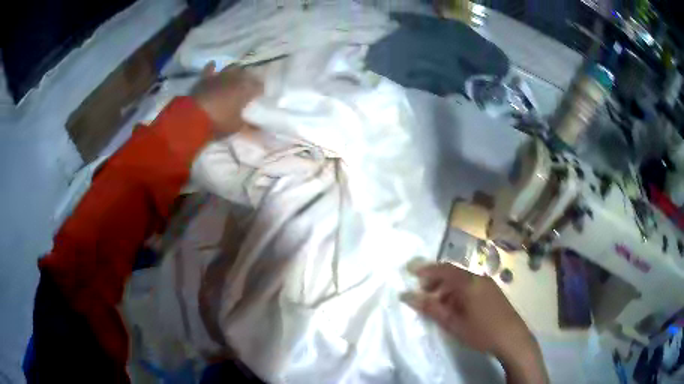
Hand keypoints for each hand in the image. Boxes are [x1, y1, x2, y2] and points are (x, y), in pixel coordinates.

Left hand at [191, 62, 262, 136]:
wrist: (193, 118)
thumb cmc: (219, 122)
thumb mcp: (236, 127)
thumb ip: (249, 127)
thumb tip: (260, 129)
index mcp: (246, 89)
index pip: (259, 86)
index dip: (261, 90)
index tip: (261, 95)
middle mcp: (236, 78)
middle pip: (247, 74)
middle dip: (249, 78)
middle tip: (249, 86)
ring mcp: (220, 76)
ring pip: (231, 68)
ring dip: (235, 71)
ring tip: (235, 77)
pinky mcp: (206, 78)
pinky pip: (210, 68)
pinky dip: (213, 67)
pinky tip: (214, 66)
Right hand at [402, 263, 547, 383]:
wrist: (512, 338)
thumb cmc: (481, 331)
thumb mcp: (453, 322)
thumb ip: (431, 308)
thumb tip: (407, 296)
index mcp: (469, 283)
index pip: (444, 269)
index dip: (426, 269)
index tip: (411, 272)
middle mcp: (479, 278)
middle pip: (453, 272)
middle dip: (436, 280)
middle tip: (422, 292)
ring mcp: (488, 284)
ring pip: (462, 280)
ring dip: (447, 287)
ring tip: (437, 303)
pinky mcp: (493, 291)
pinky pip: (471, 285)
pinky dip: (458, 291)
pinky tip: (455, 307)